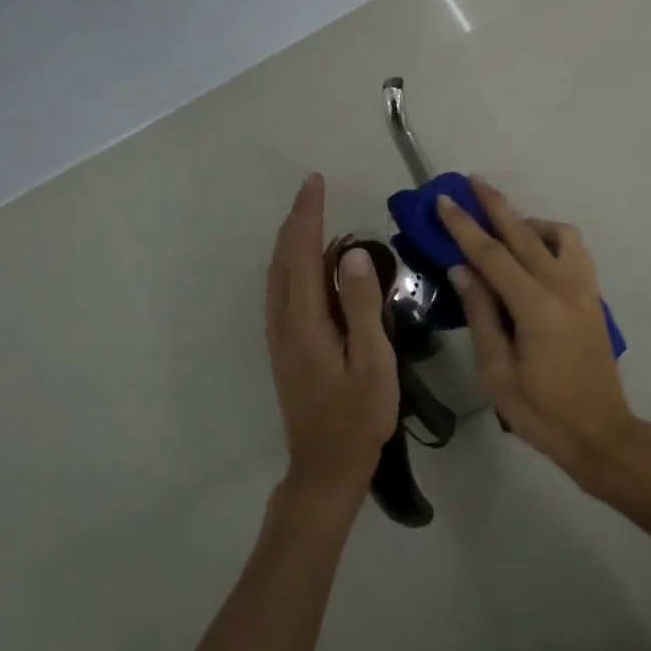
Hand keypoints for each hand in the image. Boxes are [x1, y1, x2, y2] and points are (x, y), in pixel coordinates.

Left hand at [263, 174, 397, 516]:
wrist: (325, 468)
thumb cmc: (358, 417)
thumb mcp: (372, 361)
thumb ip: (363, 306)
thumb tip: (354, 254)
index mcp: (306, 322)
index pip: (305, 254)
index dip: (310, 216)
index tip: (316, 182)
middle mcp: (285, 322)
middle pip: (285, 259)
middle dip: (297, 220)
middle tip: (313, 188)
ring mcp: (281, 337)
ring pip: (278, 274)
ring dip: (290, 240)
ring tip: (308, 215)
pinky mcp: (285, 348)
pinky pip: (281, 291)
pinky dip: (289, 264)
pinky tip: (304, 264)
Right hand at [435, 178, 643, 489]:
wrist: (601, 432)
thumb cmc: (542, 411)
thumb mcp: (498, 371)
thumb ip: (482, 314)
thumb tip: (463, 269)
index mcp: (536, 306)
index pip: (492, 254)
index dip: (465, 226)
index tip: (445, 200)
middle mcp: (563, 285)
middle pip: (524, 232)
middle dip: (495, 204)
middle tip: (471, 181)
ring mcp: (584, 287)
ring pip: (558, 234)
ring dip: (529, 222)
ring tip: (504, 229)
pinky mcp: (593, 295)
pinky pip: (574, 250)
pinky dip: (552, 238)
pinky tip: (535, 253)